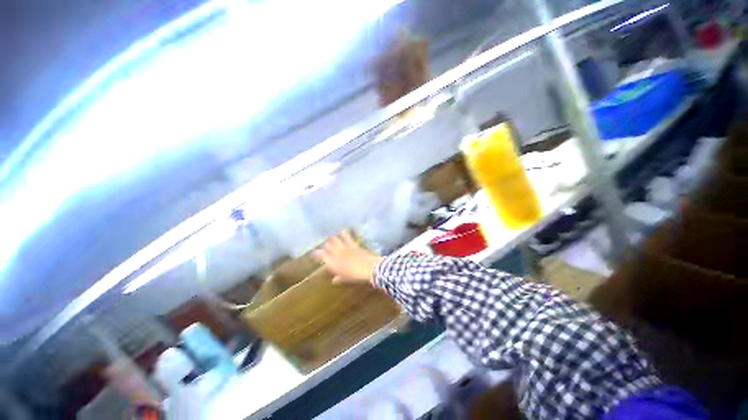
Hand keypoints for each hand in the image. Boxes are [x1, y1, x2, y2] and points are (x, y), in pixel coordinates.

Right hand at [313, 232, 382, 285]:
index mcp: (333, 263)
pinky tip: (343, 231)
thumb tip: (334, 280)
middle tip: (325, 246)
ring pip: (335, 240)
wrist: (368, 268)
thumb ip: (339, 278)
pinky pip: (347, 238)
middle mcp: (337, 254)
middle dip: (325, 245)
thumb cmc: (355, 276)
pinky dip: (344, 234)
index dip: (316, 254)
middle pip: (327, 246)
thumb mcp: (345, 278)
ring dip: (332, 239)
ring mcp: (345, 248)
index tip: (313, 254)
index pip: (321, 256)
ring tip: (330, 237)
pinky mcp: (353, 245)